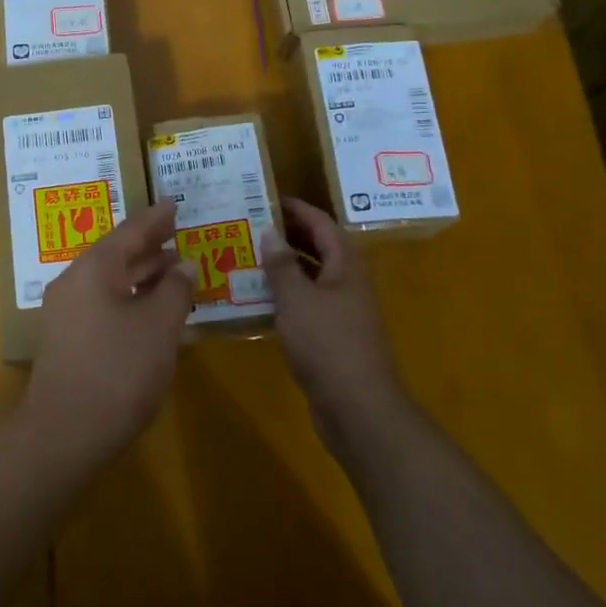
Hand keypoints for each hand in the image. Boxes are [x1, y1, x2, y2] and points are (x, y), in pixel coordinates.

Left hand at [24, 199, 195, 461]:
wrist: (65, 433)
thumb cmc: (118, 370)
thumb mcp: (158, 326)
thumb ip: (175, 289)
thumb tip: (184, 264)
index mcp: (93, 269)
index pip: (130, 232)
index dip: (156, 219)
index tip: (175, 203)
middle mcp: (74, 283)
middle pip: (117, 255)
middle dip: (150, 247)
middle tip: (179, 235)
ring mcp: (66, 314)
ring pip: (110, 282)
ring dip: (142, 276)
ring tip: (174, 271)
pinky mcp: (68, 341)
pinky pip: (104, 305)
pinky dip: (131, 300)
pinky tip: (153, 313)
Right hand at [261, 197, 406, 451]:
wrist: (358, 408)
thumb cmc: (328, 344)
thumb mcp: (297, 299)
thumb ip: (282, 265)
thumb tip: (270, 232)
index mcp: (347, 266)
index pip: (323, 225)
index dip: (298, 209)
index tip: (267, 198)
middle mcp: (349, 283)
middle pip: (320, 249)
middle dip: (289, 235)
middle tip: (252, 225)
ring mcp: (343, 312)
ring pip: (312, 278)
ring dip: (284, 266)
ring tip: (247, 256)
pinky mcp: (333, 337)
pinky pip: (307, 304)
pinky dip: (285, 296)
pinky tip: (257, 299)